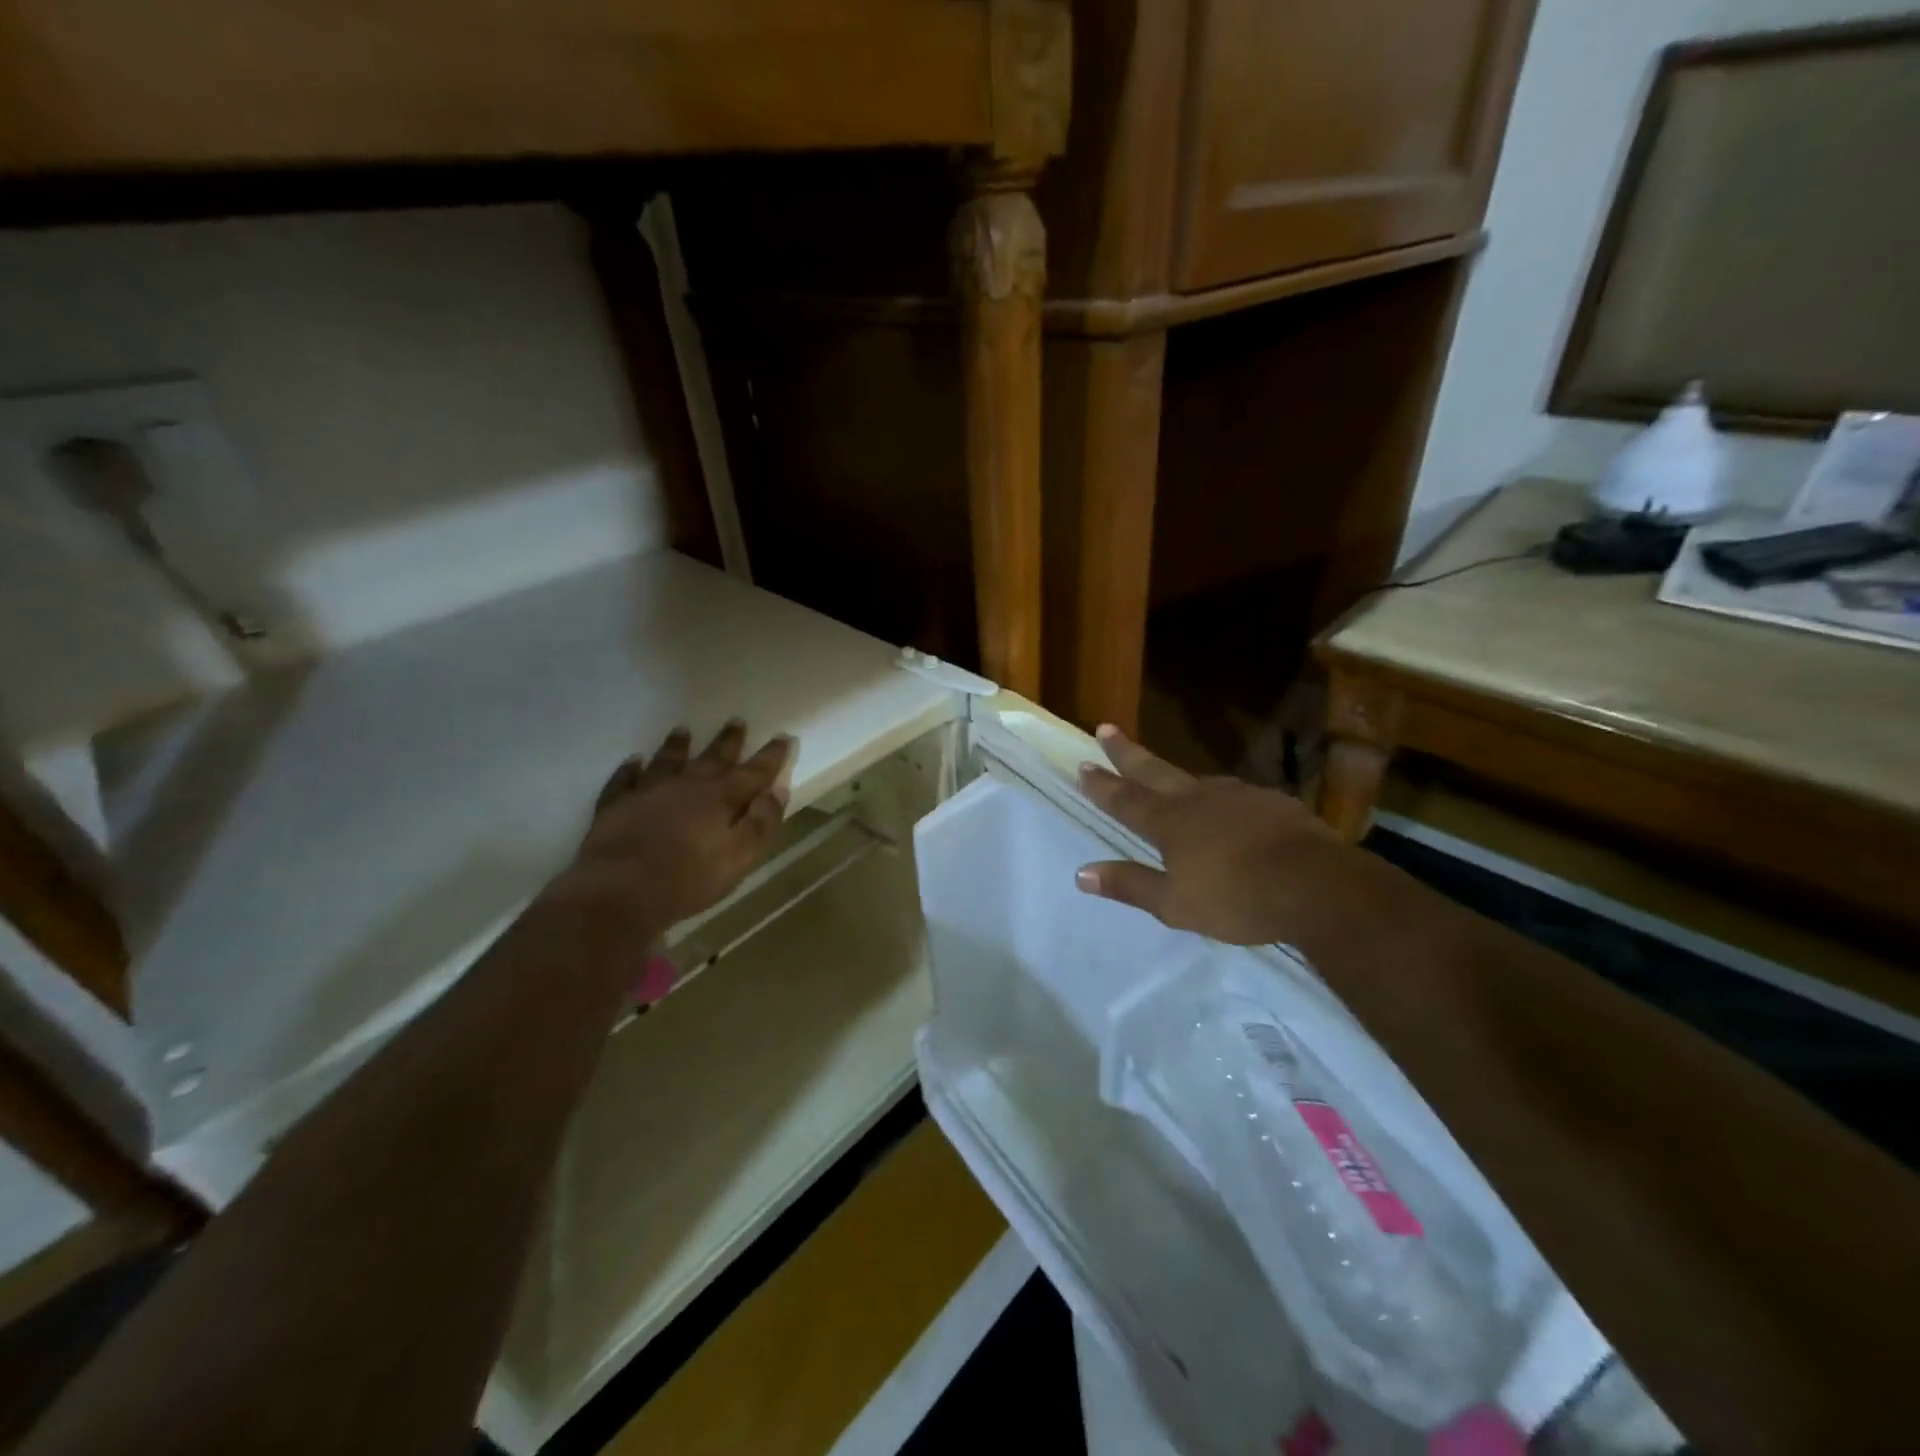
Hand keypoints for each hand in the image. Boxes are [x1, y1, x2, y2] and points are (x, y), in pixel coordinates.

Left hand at [551, 720, 792, 933]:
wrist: (620, 889)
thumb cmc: (689, 879)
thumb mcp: (740, 857)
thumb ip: (762, 823)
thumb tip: (778, 791)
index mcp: (721, 799)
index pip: (753, 772)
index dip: (770, 756)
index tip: (784, 737)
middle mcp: (687, 786)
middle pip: (712, 758)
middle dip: (728, 741)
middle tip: (736, 720)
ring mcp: (648, 792)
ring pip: (667, 761)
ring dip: (677, 746)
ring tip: (683, 730)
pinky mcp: (616, 805)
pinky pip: (624, 779)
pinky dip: (630, 769)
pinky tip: (633, 761)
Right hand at [1075, 725, 1353, 946]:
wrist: (1315, 885)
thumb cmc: (1236, 898)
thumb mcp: (1174, 904)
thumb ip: (1129, 885)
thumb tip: (1081, 874)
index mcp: (1170, 822)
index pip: (1125, 799)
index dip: (1102, 784)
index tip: (1083, 764)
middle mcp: (1198, 799)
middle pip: (1154, 770)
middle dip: (1126, 752)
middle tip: (1105, 728)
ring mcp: (1238, 796)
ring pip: (1196, 779)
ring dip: (1173, 773)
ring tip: (1164, 772)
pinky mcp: (1272, 802)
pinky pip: (1235, 795)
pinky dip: (1220, 797)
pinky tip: (1229, 807)